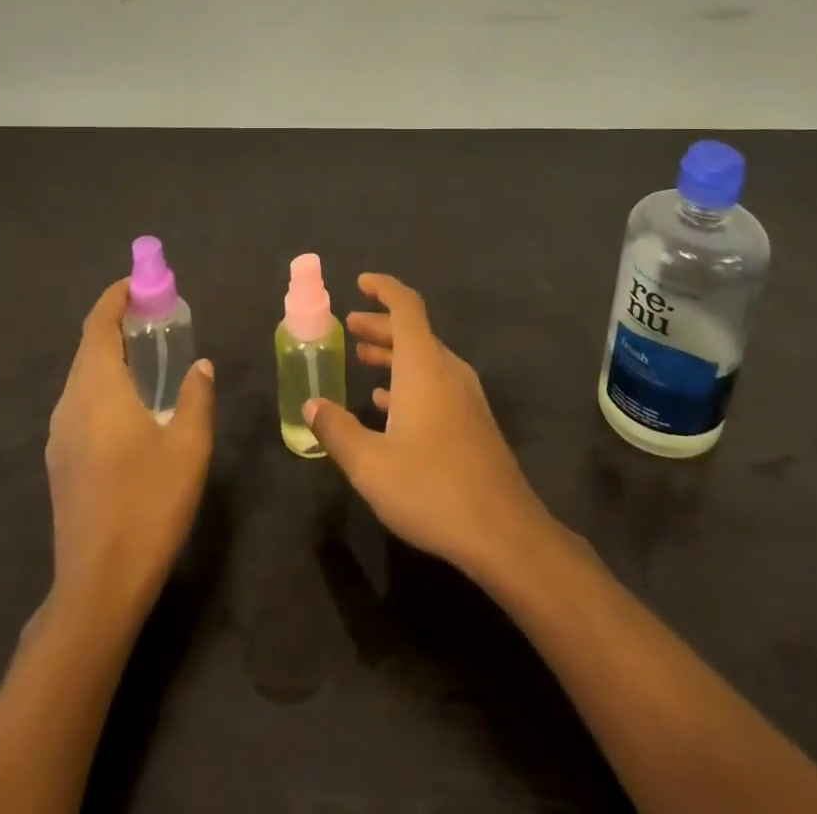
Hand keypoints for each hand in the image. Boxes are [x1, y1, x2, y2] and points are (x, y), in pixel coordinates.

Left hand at [45, 279, 214, 610]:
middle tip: (157, 314)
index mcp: (96, 390)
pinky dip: (105, 382)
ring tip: (149, 352)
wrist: (98, 585)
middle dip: (117, 322)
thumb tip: (199, 366)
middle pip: (88, 346)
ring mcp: (60, 435)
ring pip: (83, 376)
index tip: (142, 281)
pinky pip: (81, 401)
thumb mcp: (189, 446)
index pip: (98, 325)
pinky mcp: (61, 460)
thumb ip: (195, 396)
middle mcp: (70, 404)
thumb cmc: (148, 505)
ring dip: (111, 353)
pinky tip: (133, 402)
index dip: (116, 297)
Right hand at [304, 273, 550, 578]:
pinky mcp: (473, 420)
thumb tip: (312, 403)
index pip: (406, 307)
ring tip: (363, 360)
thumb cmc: (432, 489)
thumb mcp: (370, 465)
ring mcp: (466, 396)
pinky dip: (409, 379)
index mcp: (424, 366)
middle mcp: (448, 371)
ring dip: (394, 353)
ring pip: (425, 358)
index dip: (384, 288)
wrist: (504, 532)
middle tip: (350, 328)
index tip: (360, 283)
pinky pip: (437, 382)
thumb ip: (337, 430)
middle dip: (380, 325)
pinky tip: (389, 405)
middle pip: (414, 331)